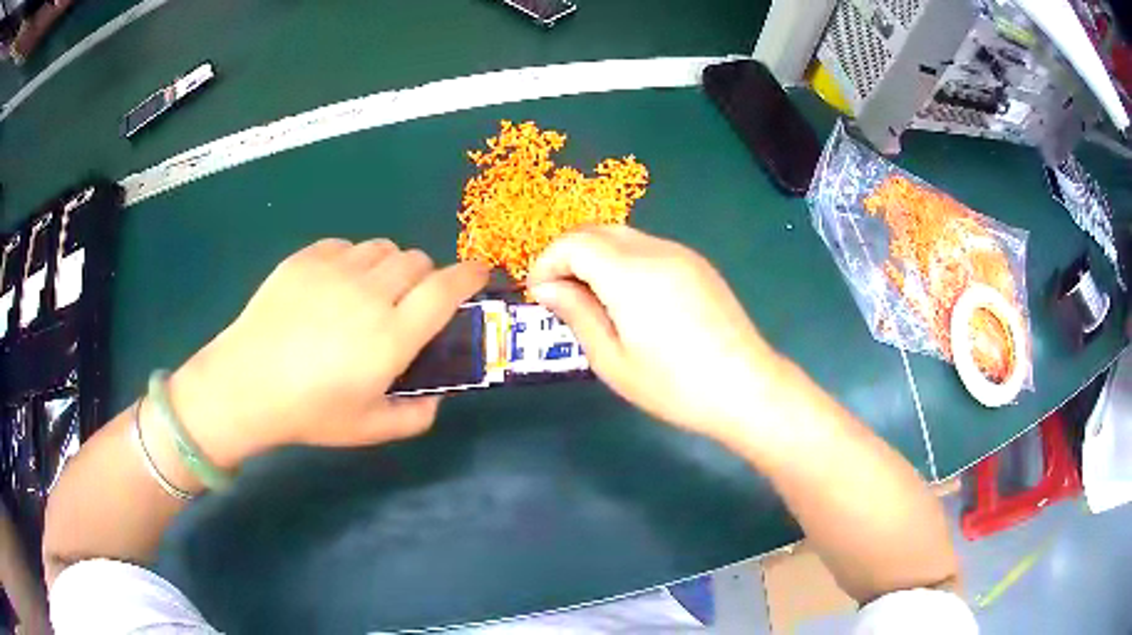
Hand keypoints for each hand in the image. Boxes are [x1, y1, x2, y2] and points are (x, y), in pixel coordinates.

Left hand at [168, 239, 489, 467]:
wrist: (246, 384)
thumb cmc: (310, 412)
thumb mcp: (370, 429)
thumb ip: (417, 415)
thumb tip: (438, 395)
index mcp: (391, 336)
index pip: (446, 289)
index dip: (470, 275)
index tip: (479, 273)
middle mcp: (370, 294)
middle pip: (417, 261)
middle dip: (424, 278)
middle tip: (406, 304)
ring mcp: (335, 270)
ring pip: (383, 249)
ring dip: (389, 268)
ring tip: (368, 293)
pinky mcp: (307, 258)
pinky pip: (346, 246)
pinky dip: (353, 262)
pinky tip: (333, 289)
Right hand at [528, 226, 782, 444]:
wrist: (746, 387)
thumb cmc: (674, 385)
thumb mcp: (613, 360)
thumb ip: (577, 314)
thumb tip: (547, 288)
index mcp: (630, 273)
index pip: (574, 243)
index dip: (547, 262)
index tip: (539, 295)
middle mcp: (655, 250)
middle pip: (597, 230)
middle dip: (567, 254)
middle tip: (559, 294)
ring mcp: (681, 254)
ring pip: (622, 236)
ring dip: (595, 256)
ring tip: (591, 299)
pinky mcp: (697, 265)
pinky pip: (647, 248)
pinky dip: (623, 261)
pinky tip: (628, 298)